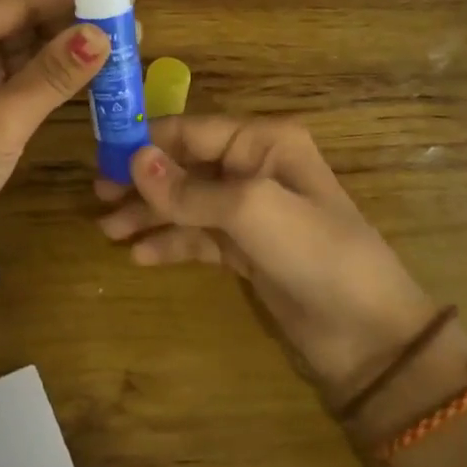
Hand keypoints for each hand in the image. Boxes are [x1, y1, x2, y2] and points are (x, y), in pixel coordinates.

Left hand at [0, 0, 110, 286]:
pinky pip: (24, 81)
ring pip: (27, 52)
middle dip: (74, 22)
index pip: (16, 1)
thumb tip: (102, 34)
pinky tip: (95, 76)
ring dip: (69, 51)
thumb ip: (53, 74)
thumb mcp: (1, 119)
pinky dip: (57, 79)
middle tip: (130, 24)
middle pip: (23, 22)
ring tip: (124, 46)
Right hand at [95, 116, 431, 399]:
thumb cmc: (314, 253)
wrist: (368, 335)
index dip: (146, 143)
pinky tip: (139, 256)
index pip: (191, 130)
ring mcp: (250, 211)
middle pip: (185, 165)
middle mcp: (255, 167)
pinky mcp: (246, 250)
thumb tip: (132, 161)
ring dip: (149, 214)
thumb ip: (189, 189)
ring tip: (108, 231)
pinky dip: (170, 243)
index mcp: (263, 142)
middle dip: (143, 181)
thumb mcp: (250, 211)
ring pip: (187, 203)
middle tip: (97, 198)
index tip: (100, 158)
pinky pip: (198, 237)